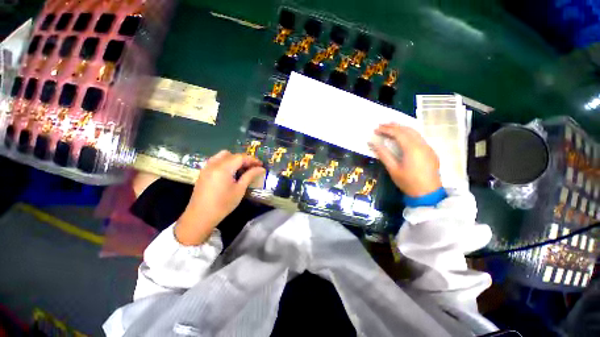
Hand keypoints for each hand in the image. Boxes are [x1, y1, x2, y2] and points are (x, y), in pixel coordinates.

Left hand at [175, 150, 265, 245]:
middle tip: (252, 168)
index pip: (240, 157)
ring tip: (241, 169)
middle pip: (232, 155)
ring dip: (234, 159)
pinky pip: (216, 160)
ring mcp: (207, 167)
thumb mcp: (239, 190)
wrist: (200, 216)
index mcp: (223, 168)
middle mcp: (214, 164)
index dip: (252, 159)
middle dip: (244, 159)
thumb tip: (261, 169)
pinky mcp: (203, 172)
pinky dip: (225, 162)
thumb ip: (250, 176)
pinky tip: (230, 172)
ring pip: (223, 155)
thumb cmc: (223, 204)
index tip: (261, 165)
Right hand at [369, 123, 441, 197]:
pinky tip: (403, 135)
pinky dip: (409, 133)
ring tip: (391, 126)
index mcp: (412, 149)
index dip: (386, 129)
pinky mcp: (430, 151)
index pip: (398, 133)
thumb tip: (373, 143)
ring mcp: (428, 147)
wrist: (428, 193)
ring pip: (415, 132)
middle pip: (408, 129)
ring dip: (402, 127)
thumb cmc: (408, 182)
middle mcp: (422, 145)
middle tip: (382, 125)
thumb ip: (383, 154)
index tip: (376, 129)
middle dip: (394, 126)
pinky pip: (419, 137)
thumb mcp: (393, 169)